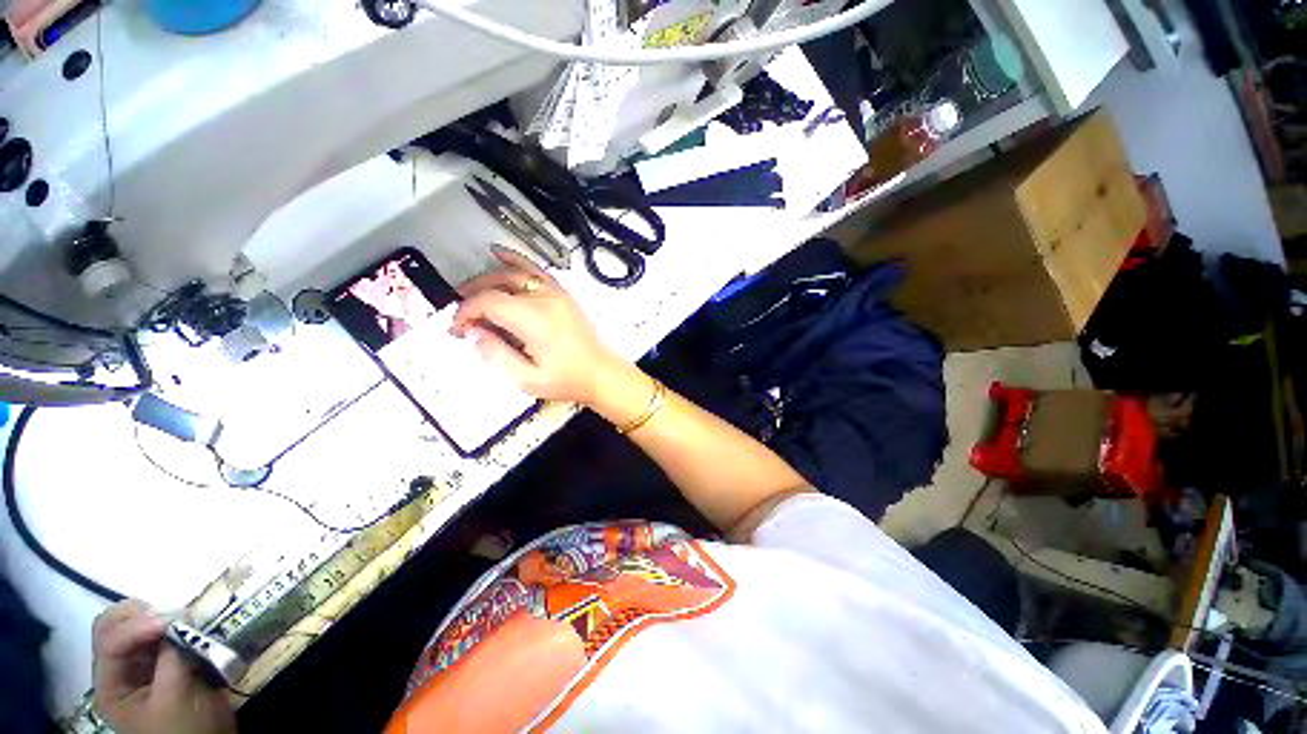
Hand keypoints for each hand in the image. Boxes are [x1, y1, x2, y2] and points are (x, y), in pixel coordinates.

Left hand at [93, 601, 235, 733]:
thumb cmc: (185, 729)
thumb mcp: (176, 696)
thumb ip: (172, 658)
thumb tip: (180, 619)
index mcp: (111, 687)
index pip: (110, 642)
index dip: (137, 625)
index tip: (173, 619)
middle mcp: (118, 673)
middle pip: (113, 628)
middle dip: (141, 614)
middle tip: (172, 613)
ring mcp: (140, 669)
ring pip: (136, 628)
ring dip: (157, 618)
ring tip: (183, 618)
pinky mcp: (163, 665)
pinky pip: (159, 638)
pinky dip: (172, 626)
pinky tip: (188, 626)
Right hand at [452, 247, 621, 404]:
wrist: (600, 373)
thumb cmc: (567, 380)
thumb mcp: (528, 380)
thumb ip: (497, 355)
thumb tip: (474, 332)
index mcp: (536, 321)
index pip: (490, 301)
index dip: (466, 312)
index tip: (459, 329)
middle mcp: (546, 300)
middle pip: (499, 284)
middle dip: (473, 295)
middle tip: (462, 316)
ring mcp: (556, 293)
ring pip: (514, 273)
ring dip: (487, 279)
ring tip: (469, 292)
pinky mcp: (563, 294)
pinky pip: (535, 270)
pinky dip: (515, 260)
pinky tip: (498, 253)